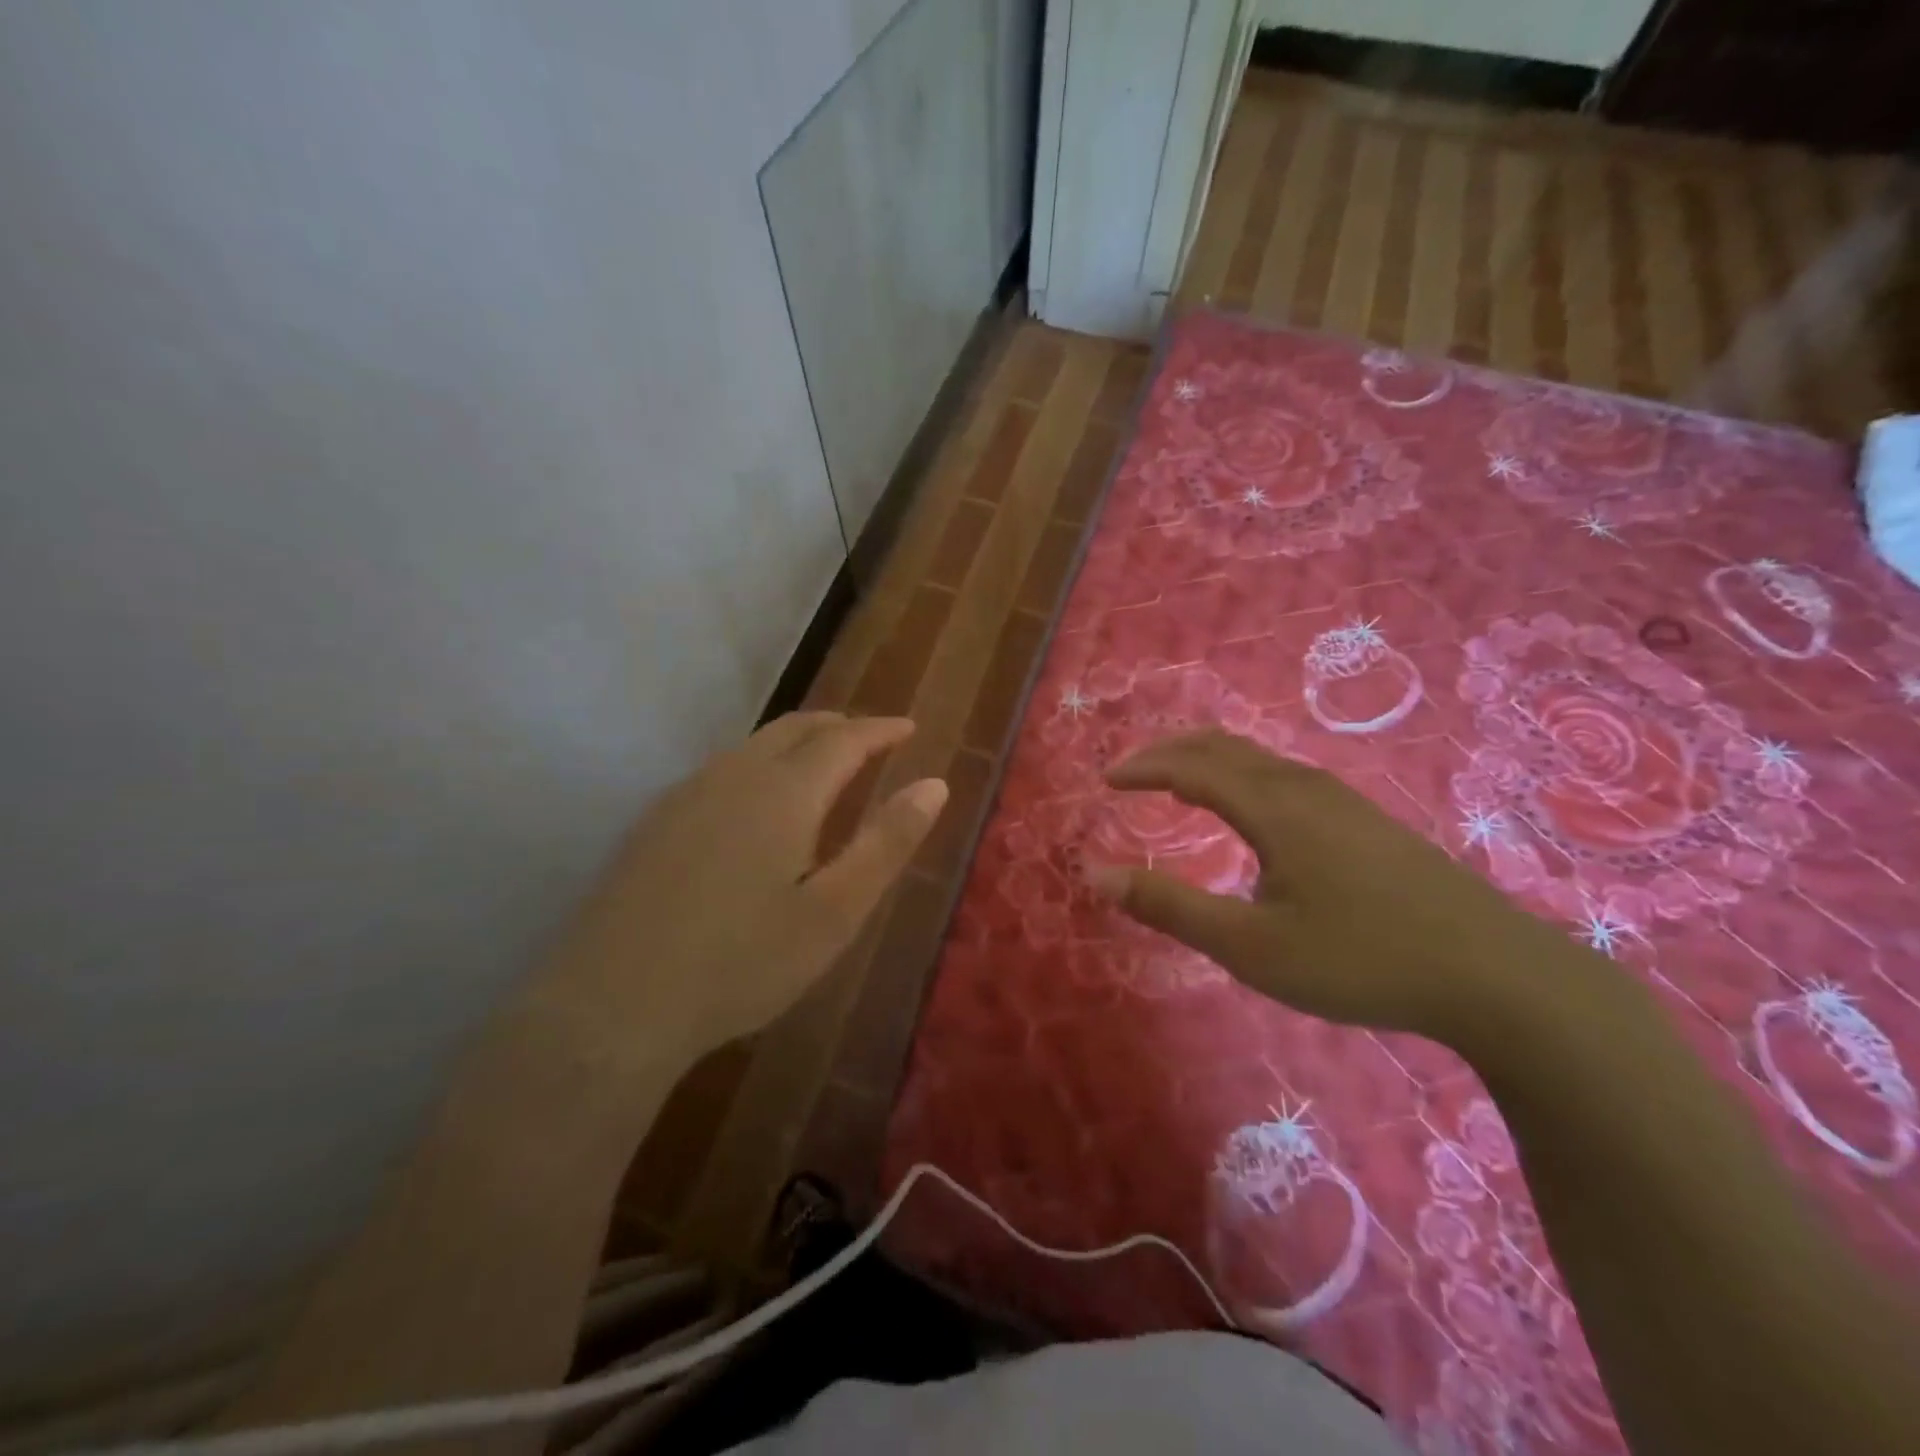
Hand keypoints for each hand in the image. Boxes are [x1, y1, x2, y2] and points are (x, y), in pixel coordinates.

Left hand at [540, 712, 946, 1063]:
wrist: (612, 1005)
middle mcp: (734, 776)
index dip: (880, 730)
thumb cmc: (741, 963)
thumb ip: (886, 843)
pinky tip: (757, 804)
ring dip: (797, 743)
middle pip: (795, 728)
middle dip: (839, 727)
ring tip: (823, 765)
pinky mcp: (654, 821)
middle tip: (871, 740)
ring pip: (754, 745)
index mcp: (784, 792)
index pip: (844, 739)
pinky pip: (722, 770)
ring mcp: (685, 795)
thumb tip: (935, 785)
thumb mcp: (834, 912)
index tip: (909, 729)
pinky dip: (760, 765)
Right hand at [1089, 731, 1565, 1045]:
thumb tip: (1097, 875)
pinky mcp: (1367, 821)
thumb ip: (1171, 907)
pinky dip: (1243, 775)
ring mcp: (1343, 801)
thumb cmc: (1361, 959)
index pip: (1192, 767)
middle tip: (1133, 770)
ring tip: (1180, 781)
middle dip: (1171, 751)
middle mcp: (1305, 788)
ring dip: (1209, 760)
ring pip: (1260, 759)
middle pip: (1225, 747)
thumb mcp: (1251, 946)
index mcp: (1273, 808)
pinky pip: (1285, 776)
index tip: (1106, 780)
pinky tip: (1252, 809)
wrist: (1496, 975)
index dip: (1145, 768)